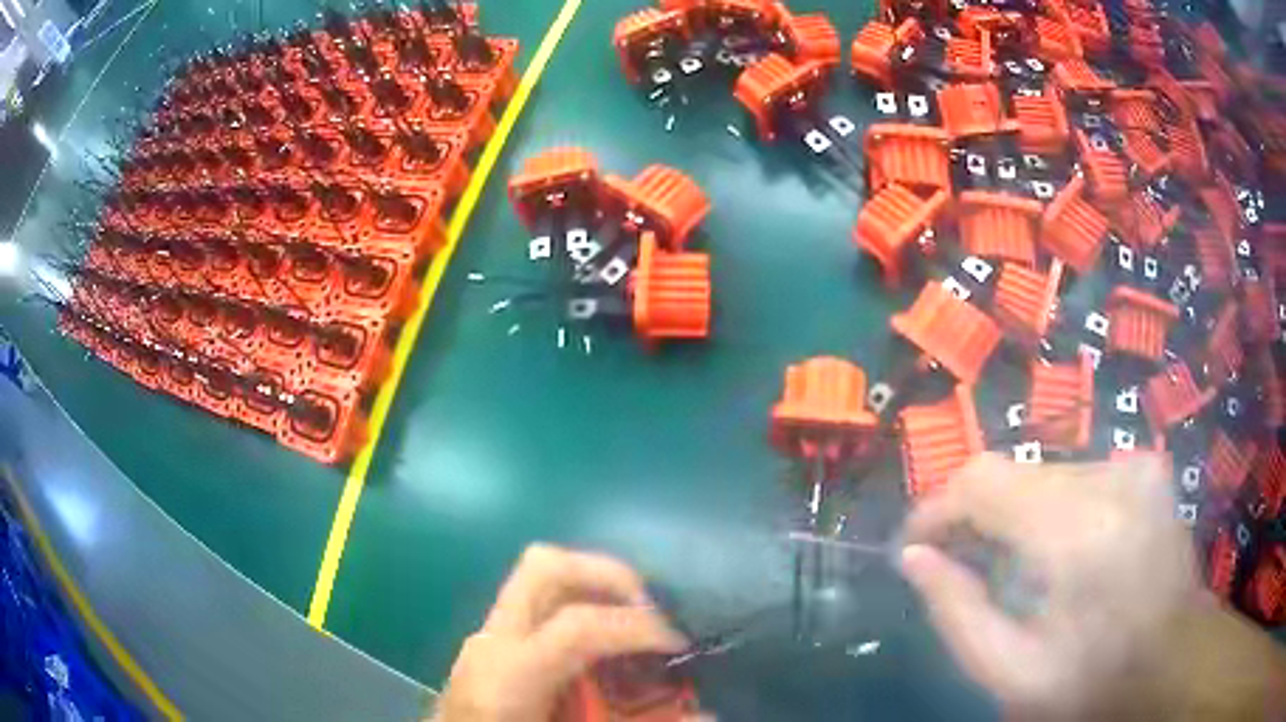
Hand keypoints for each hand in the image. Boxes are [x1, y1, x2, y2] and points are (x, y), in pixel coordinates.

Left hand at [433, 544, 686, 721]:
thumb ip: (636, 721)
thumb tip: (707, 714)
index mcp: (509, 675)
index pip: (578, 625)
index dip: (639, 627)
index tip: (679, 644)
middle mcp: (492, 641)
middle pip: (544, 566)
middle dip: (607, 574)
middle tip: (650, 609)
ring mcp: (485, 636)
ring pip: (538, 576)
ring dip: (592, 586)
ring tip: (631, 622)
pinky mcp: (489, 644)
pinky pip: (537, 603)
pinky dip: (575, 607)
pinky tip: (596, 650)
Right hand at [900, 453, 1285, 720]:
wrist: (1175, 661)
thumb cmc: (1093, 682)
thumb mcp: (1011, 673)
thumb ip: (956, 612)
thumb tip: (913, 556)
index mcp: (1078, 532)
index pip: (983, 482)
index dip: (937, 507)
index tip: (914, 545)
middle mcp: (1110, 478)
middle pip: (1014, 472)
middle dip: (973, 514)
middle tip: (954, 561)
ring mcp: (1135, 466)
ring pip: (1045, 472)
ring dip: (1014, 512)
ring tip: (1006, 562)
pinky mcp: (1147, 469)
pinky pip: (1079, 476)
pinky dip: (1051, 508)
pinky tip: (1055, 551)